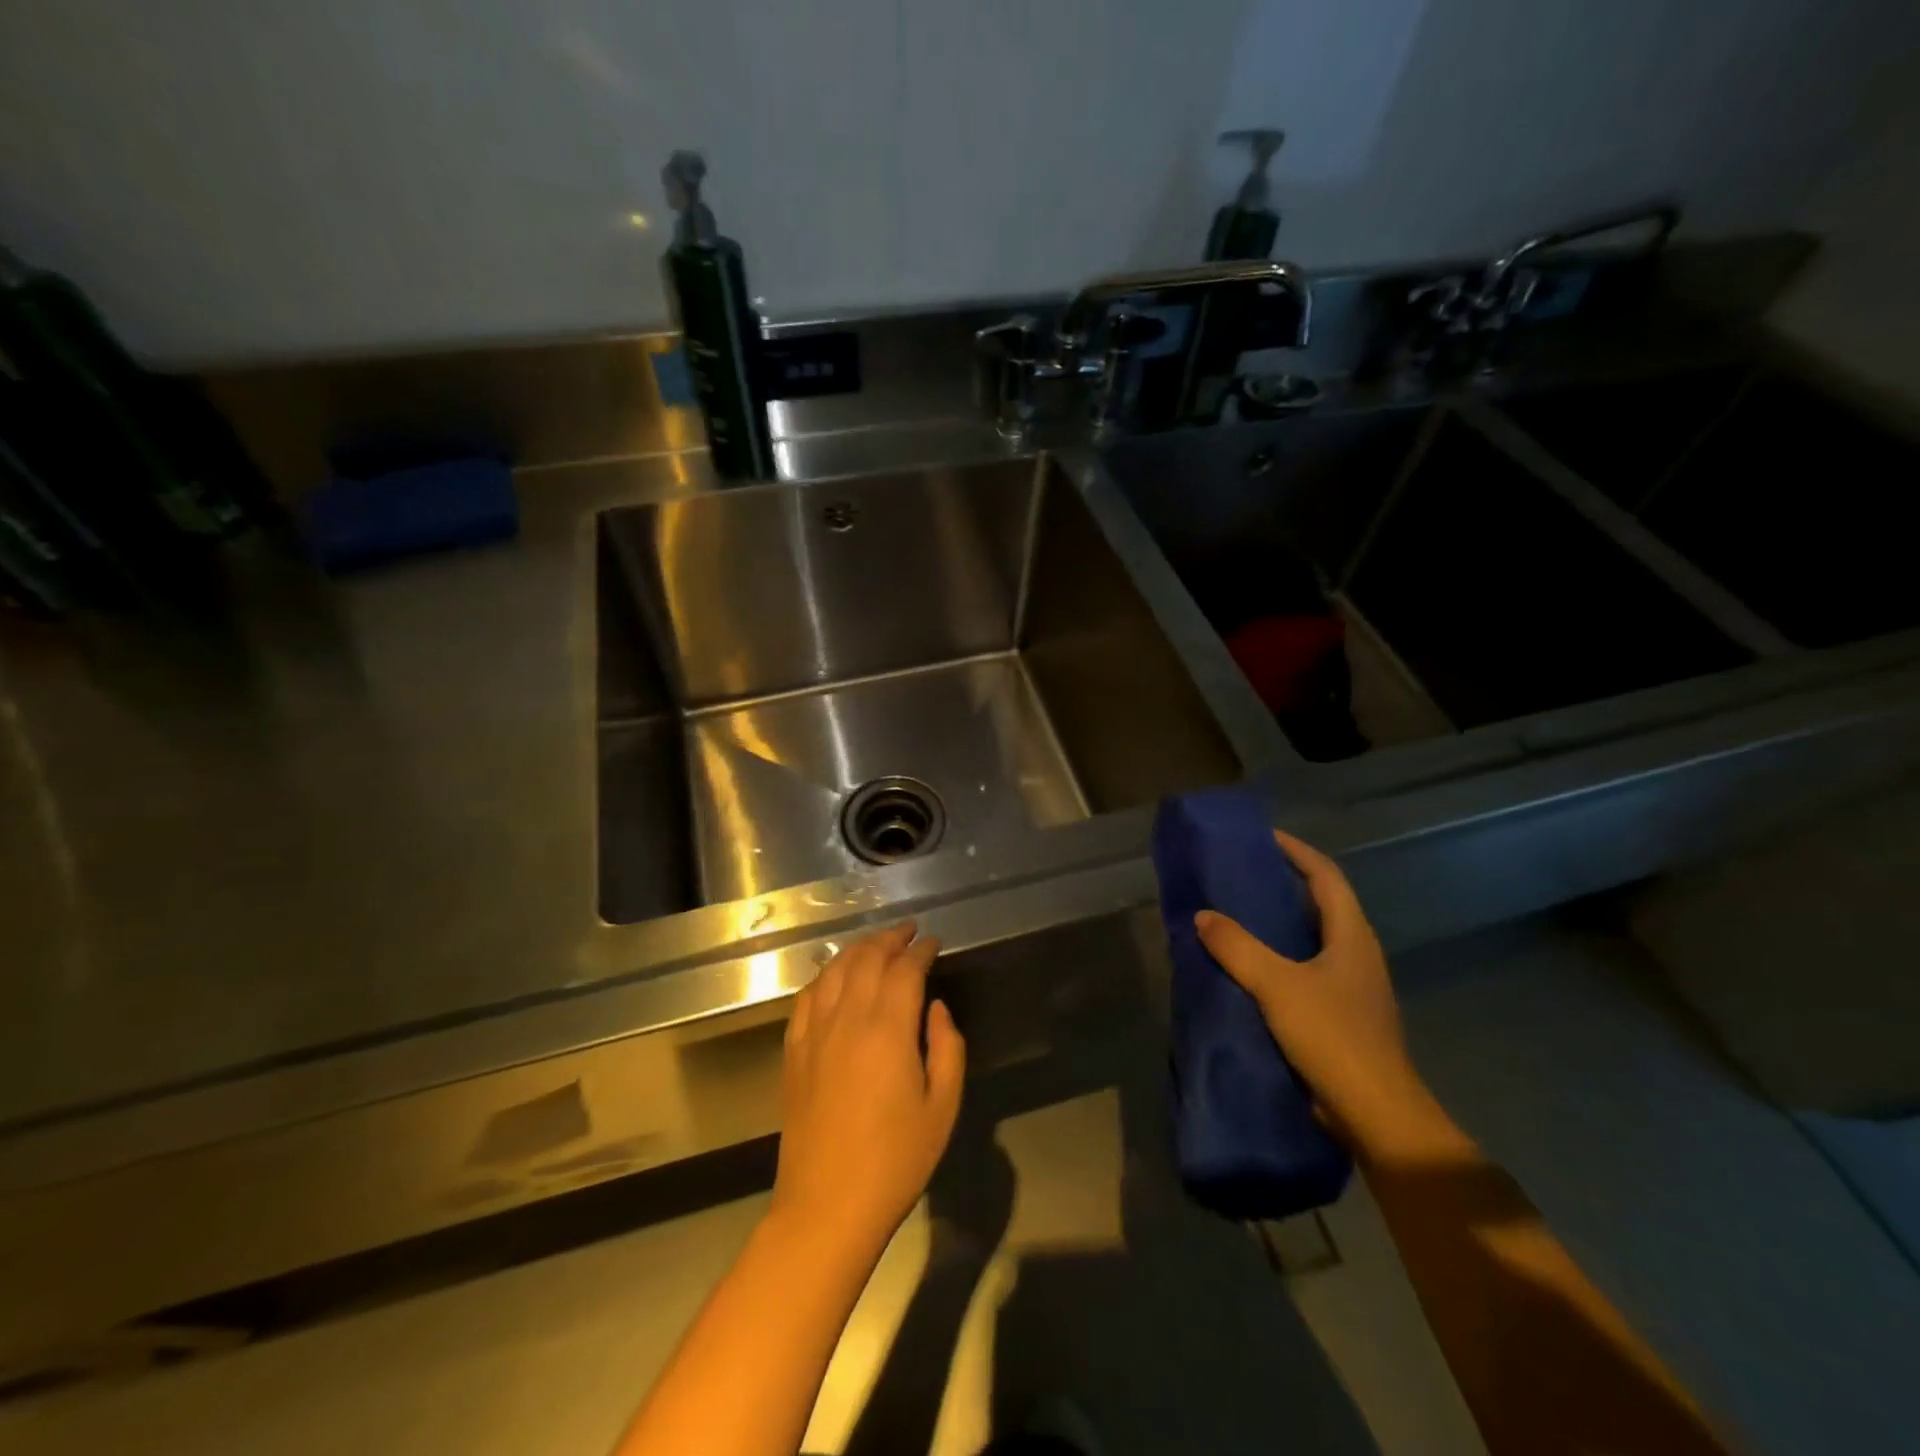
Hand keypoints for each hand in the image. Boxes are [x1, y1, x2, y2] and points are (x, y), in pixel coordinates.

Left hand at [771, 924, 965, 1256]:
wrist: (827, 1206)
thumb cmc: (895, 1160)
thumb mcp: (943, 1107)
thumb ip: (947, 1048)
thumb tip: (936, 1008)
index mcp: (887, 1029)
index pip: (905, 969)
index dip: (921, 950)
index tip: (934, 942)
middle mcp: (847, 1019)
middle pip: (867, 959)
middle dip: (890, 939)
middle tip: (908, 932)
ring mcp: (815, 1033)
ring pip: (835, 970)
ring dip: (858, 949)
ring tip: (876, 944)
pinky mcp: (794, 1051)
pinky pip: (808, 996)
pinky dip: (826, 976)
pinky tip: (835, 976)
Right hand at [1194, 831, 1428, 1151]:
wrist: (1376, 1114)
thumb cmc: (1333, 1037)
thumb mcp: (1278, 986)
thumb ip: (1238, 947)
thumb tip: (1203, 916)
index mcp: (1352, 936)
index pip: (1326, 876)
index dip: (1297, 851)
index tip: (1263, 837)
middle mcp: (1357, 954)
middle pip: (1322, 904)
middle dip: (1284, 884)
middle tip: (1241, 875)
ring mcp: (1352, 987)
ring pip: (1313, 939)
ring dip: (1280, 923)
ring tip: (1238, 915)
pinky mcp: (1341, 1015)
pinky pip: (1306, 971)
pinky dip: (1279, 958)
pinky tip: (1249, 968)